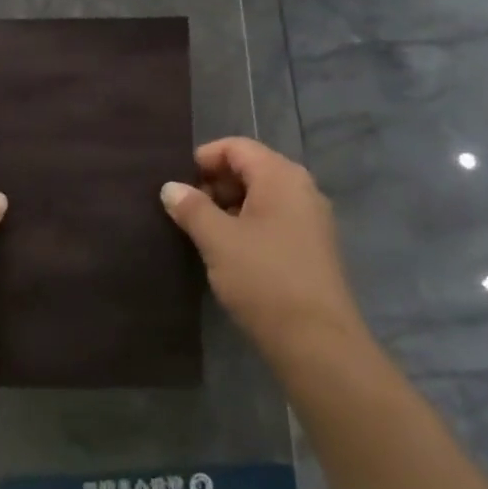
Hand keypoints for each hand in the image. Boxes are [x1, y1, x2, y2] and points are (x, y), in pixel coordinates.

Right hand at [161, 138, 364, 354]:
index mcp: (281, 176)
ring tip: (201, 231)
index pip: (237, 147)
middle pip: (251, 168)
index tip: (177, 183)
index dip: (204, 158)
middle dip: (215, 183)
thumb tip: (170, 187)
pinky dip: (248, 224)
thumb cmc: (263, 279)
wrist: (317, 342)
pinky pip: (274, 219)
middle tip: (184, 209)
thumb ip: (191, 208)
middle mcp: (301, 189)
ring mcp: (311, 219)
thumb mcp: (218, 240)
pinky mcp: (312, 247)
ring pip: (262, 196)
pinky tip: (228, 251)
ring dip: (229, 206)